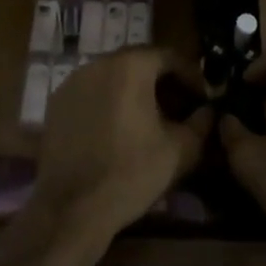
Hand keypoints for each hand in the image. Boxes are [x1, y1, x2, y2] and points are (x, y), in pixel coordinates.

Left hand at [30, 48, 212, 248]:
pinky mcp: (57, 102)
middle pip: (139, 63)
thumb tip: (209, 110)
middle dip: (163, 81)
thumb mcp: (179, 150)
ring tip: (149, 119)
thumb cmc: (131, 173)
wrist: (72, 208)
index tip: (202, 98)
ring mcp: (73, 81)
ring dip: (134, 91)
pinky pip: (92, 92)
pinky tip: (117, 129)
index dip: (191, 76)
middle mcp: (99, 62)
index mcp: (131, 66)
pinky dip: (109, 102)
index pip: (169, 56)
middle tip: (179, 107)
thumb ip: (201, 123)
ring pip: (113, 76)